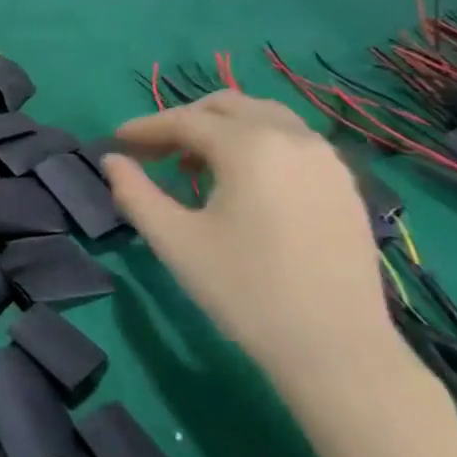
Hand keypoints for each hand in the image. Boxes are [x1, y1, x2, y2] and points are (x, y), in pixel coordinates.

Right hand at [101, 91, 399, 407]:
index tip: (116, 142)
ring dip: (222, 130)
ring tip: (193, 166)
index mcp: (250, 146)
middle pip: (227, 106)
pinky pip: (292, 142)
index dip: (145, 128)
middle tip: (153, 152)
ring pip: (264, 118)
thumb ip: (134, 192)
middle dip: (184, 121)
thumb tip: (112, 161)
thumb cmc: (245, 291)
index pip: (185, 120)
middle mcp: (293, 138)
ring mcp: (327, 160)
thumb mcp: (174, 240)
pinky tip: (241, 184)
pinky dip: (257, 144)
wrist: (338, 350)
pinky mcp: (345, 185)